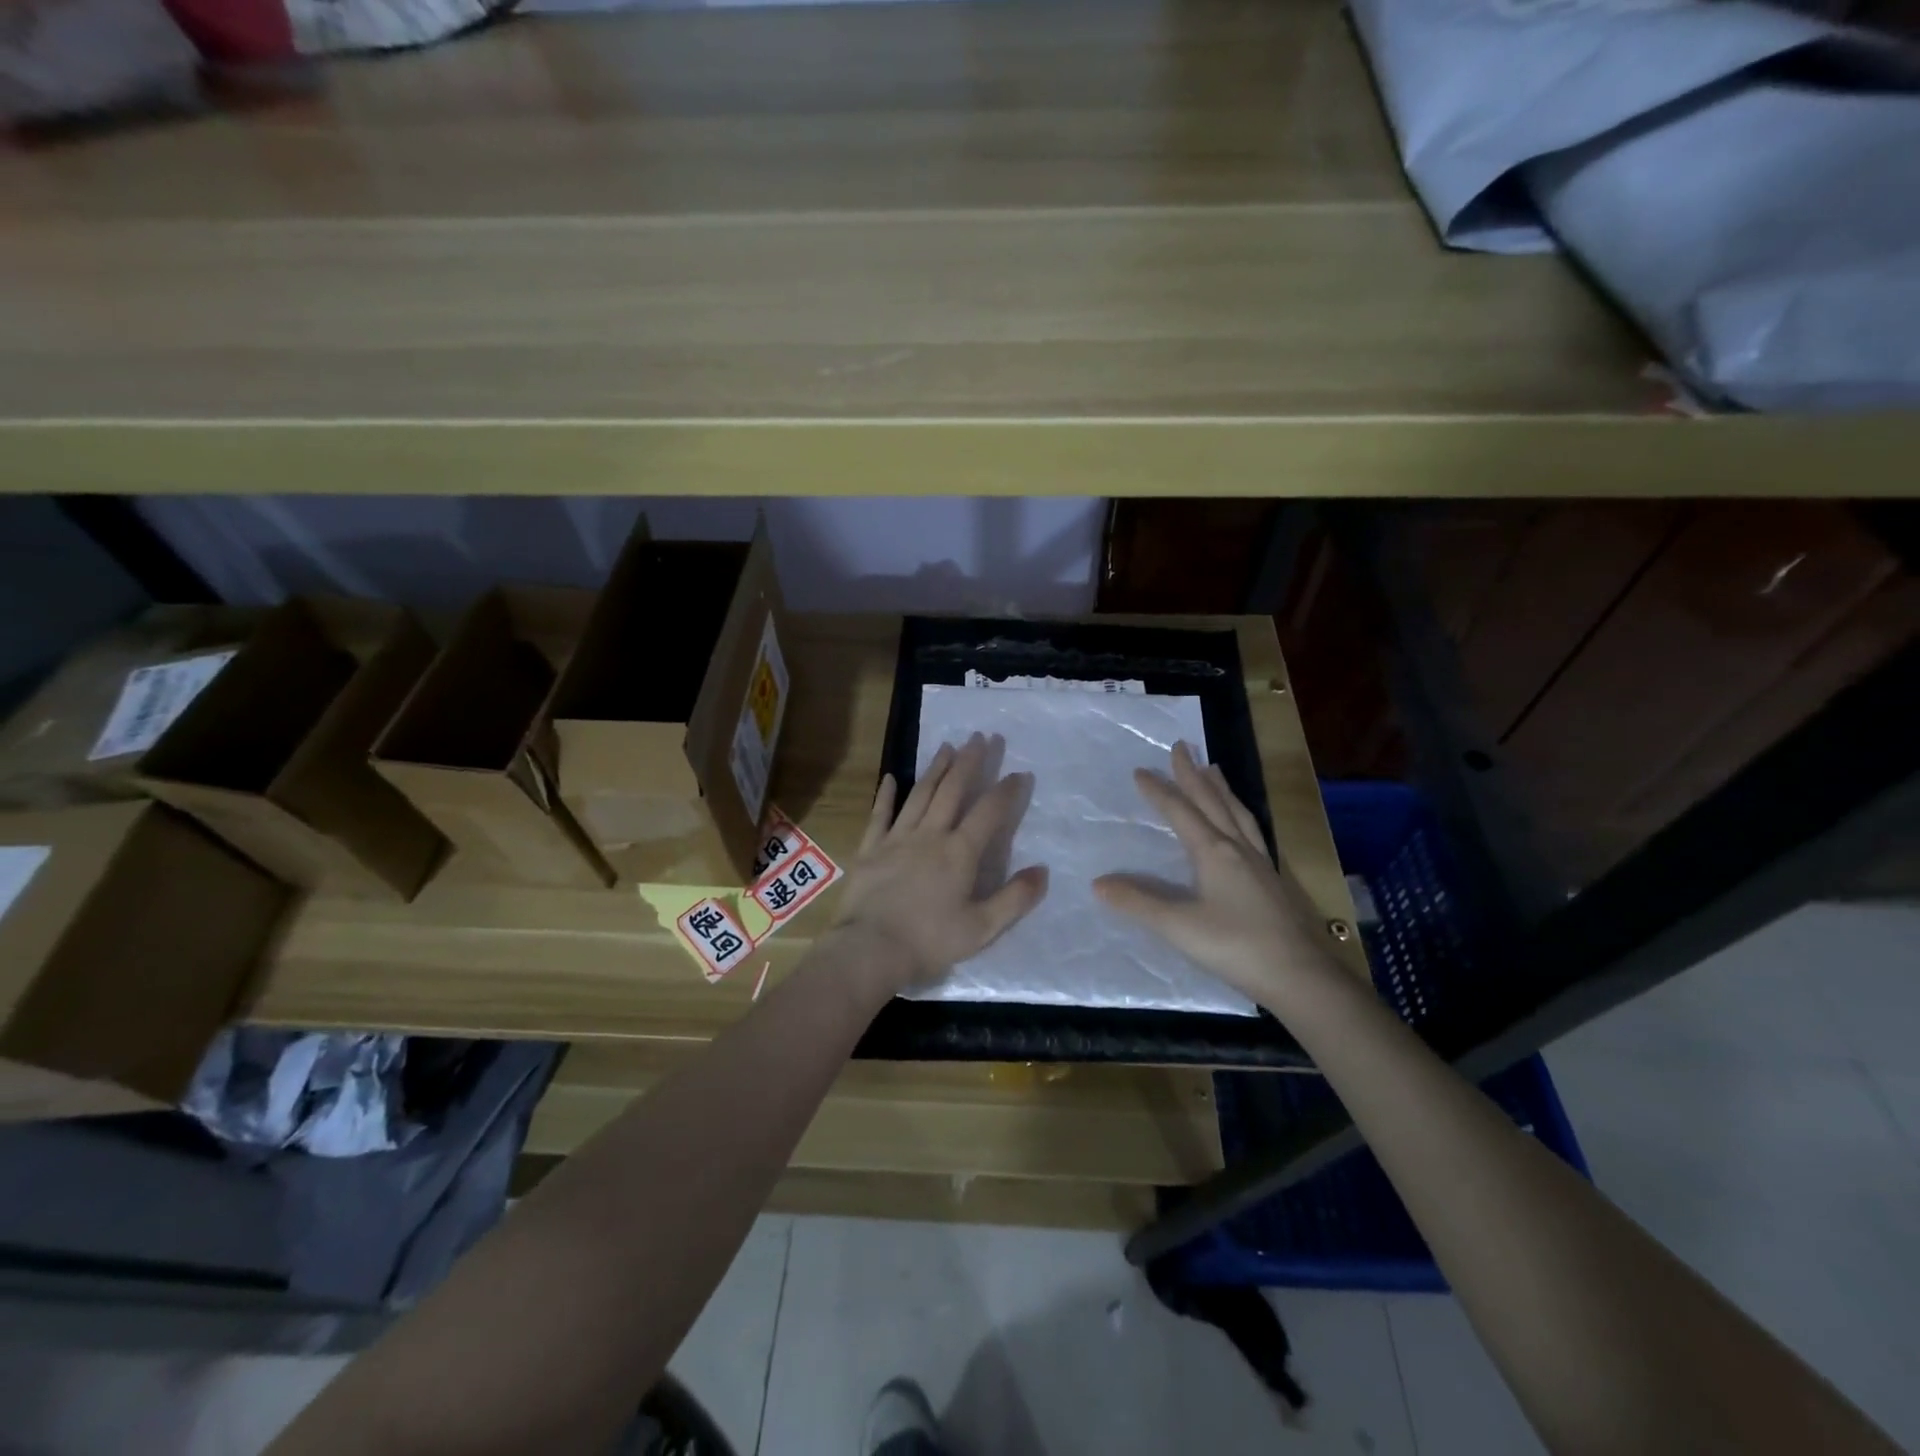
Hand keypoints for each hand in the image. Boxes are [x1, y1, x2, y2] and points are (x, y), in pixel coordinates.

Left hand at [832, 733, 1049, 991]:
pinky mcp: (870, 848)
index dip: (1006, 791)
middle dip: (970, 762)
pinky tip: (890, 778)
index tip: (1019, 773)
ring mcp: (897, 838)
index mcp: (959, 853)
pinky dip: (886, 795)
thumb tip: (1043, 870)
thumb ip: (1015, 898)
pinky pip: (880, 815)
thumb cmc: (929, 942)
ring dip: (936, 769)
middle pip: (953, 790)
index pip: (989, 812)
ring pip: (920, 795)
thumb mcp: (982, 928)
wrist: (870, 949)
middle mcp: (930, 835)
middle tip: (982, 737)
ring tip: (948, 746)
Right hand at [1093, 742, 1344, 1011]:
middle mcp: (1237, 848)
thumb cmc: (1234, 946)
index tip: (1140, 770)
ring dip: (1221, 788)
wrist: (1299, 976)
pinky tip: (1241, 823)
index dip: (1159, 791)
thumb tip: (1098, 883)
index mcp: (1213, 852)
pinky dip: (1239, 813)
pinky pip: (1252, 830)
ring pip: (1237, 812)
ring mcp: (1260, 862)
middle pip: (1212, 801)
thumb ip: (1138, 903)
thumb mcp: (1178, 926)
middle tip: (1181, 747)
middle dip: (1193, 774)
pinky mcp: (1272, 879)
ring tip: (1213, 768)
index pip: (1180, 811)